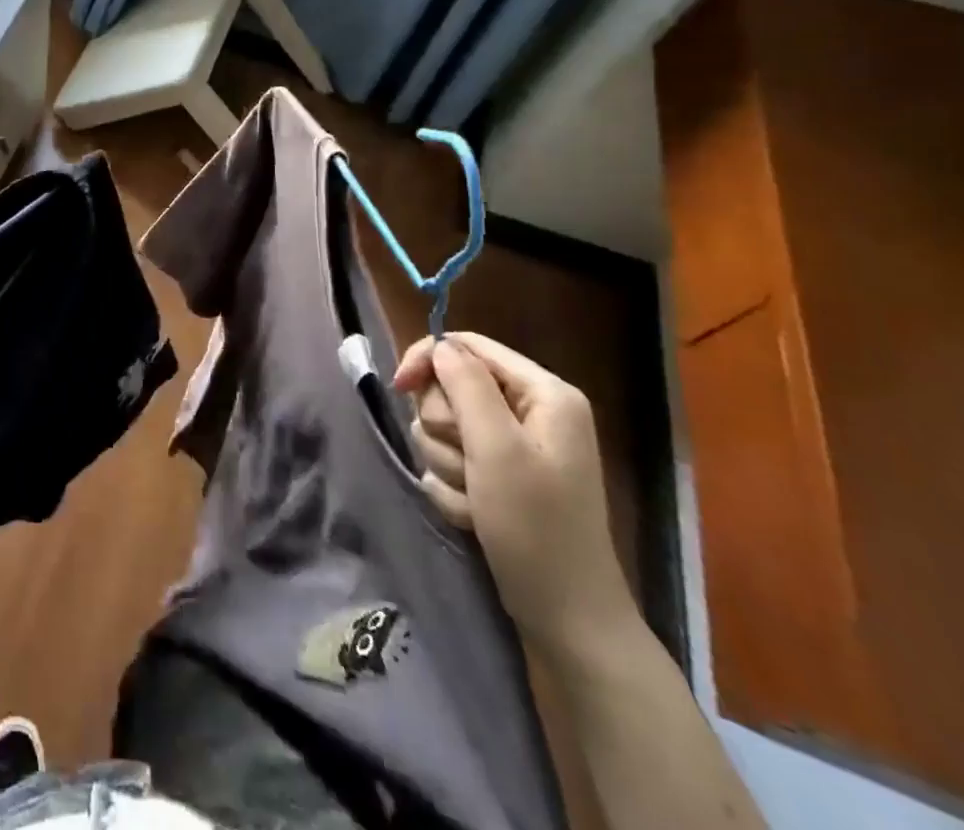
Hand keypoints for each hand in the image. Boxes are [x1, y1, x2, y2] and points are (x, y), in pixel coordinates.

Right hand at [393, 332, 631, 656]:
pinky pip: (450, 459)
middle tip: (466, 463)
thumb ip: (465, 386)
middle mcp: (530, 411)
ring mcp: (514, 446)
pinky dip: (453, 486)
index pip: (467, 346)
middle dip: (445, 427)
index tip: (398, 386)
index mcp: (544, 393)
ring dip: (447, 462)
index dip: (428, 360)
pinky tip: (474, 513)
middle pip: (450, 387)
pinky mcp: (498, 475)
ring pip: (444, 426)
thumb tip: (439, 345)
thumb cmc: (535, 527)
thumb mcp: (497, 449)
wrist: (565, 617)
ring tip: (475, 497)